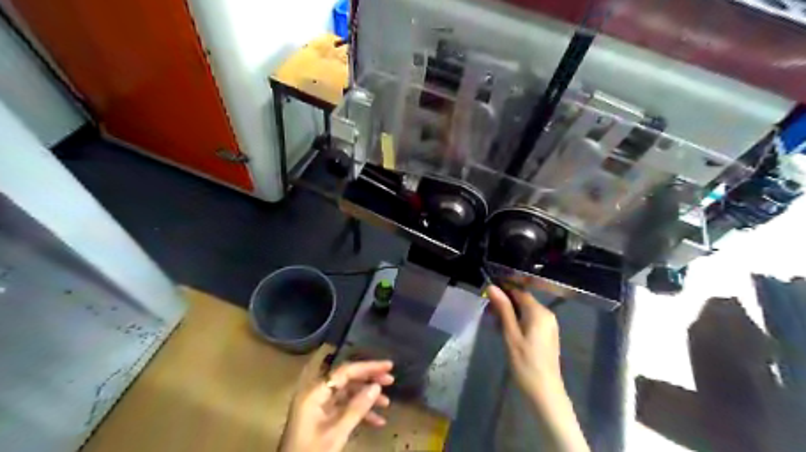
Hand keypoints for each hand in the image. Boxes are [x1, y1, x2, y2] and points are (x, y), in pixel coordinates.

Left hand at [280, 360, 395, 451]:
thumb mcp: (336, 433)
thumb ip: (357, 408)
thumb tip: (377, 386)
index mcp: (315, 392)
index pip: (345, 371)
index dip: (368, 367)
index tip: (389, 365)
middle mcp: (316, 394)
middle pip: (347, 380)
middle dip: (369, 380)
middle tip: (391, 380)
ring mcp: (318, 407)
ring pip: (348, 395)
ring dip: (367, 399)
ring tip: (387, 403)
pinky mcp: (321, 419)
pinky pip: (344, 409)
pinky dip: (359, 413)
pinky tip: (377, 421)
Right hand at [484, 289, 561, 397]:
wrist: (544, 391)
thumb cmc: (525, 363)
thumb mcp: (510, 334)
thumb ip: (503, 309)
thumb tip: (492, 287)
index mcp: (539, 312)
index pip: (519, 291)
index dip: (502, 291)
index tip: (486, 296)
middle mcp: (547, 314)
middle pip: (522, 300)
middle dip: (504, 303)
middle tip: (487, 313)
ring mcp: (549, 325)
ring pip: (525, 310)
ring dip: (509, 313)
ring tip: (493, 323)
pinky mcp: (547, 334)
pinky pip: (530, 320)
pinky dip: (517, 321)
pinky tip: (505, 331)